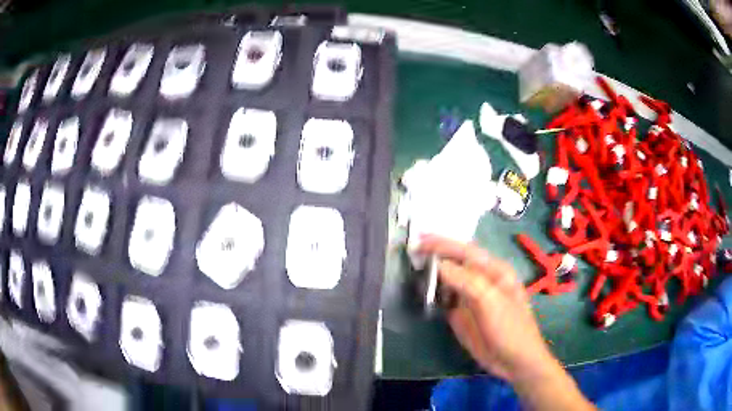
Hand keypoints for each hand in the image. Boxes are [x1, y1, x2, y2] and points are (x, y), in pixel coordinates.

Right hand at [418, 234, 553, 382]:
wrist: (512, 360)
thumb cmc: (508, 327)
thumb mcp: (490, 301)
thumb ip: (465, 280)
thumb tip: (438, 264)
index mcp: (494, 270)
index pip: (465, 250)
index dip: (442, 243)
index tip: (419, 241)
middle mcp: (481, 279)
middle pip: (455, 261)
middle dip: (435, 254)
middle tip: (411, 251)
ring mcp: (471, 297)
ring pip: (448, 279)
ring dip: (432, 273)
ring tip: (412, 268)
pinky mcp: (462, 313)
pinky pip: (444, 298)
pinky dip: (433, 293)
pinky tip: (422, 291)